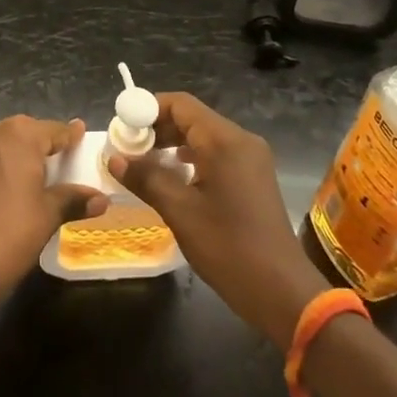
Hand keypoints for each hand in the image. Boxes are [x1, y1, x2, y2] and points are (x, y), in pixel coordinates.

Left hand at [0, 116, 107, 317]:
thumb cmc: (7, 234)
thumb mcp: (47, 216)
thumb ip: (73, 200)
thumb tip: (101, 199)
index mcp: (20, 136)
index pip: (54, 130)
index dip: (71, 135)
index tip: (83, 134)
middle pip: (29, 132)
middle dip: (47, 144)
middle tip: (68, 159)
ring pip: (8, 145)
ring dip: (26, 156)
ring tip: (47, 175)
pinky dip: (9, 166)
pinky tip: (20, 187)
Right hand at [111, 93, 331, 348]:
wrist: (282, 291)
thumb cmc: (228, 247)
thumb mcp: (180, 211)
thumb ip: (146, 178)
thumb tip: (114, 158)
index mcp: (225, 140)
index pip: (180, 104)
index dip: (148, 109)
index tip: (122, 127)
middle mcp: (241, 140)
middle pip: (192, 117)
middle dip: (157, 128)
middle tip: (127, 148)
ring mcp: (251, 158)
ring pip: (204, 136)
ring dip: (172, 144)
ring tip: (143, 163)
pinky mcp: (253, 177)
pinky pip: (216, 153)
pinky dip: (191, 158)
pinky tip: (173, 177)